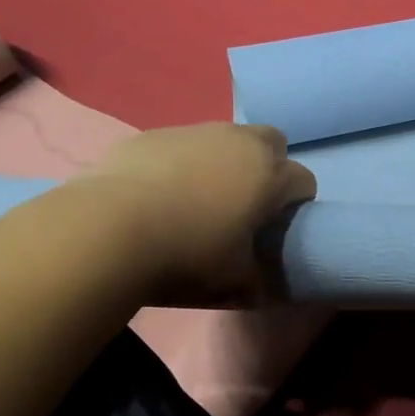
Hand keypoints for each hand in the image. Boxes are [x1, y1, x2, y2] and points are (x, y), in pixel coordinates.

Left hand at [72, 123, 315, 304]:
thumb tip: (260, 283)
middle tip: (246, 202)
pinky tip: (159, 192)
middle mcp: (240, 142)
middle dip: (269, 166)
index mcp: (270, 175)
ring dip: (224, 161)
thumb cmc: (188, 254)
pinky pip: (183, 144)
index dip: (295, 206)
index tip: (276, 228)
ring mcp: (196, 131)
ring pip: (226, 138)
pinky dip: (182, 162)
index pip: (304, 182)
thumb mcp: (234, 280)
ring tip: (198, 197)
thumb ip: (257, 278)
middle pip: (273, 143)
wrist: (110, 228)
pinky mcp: (155, 133)